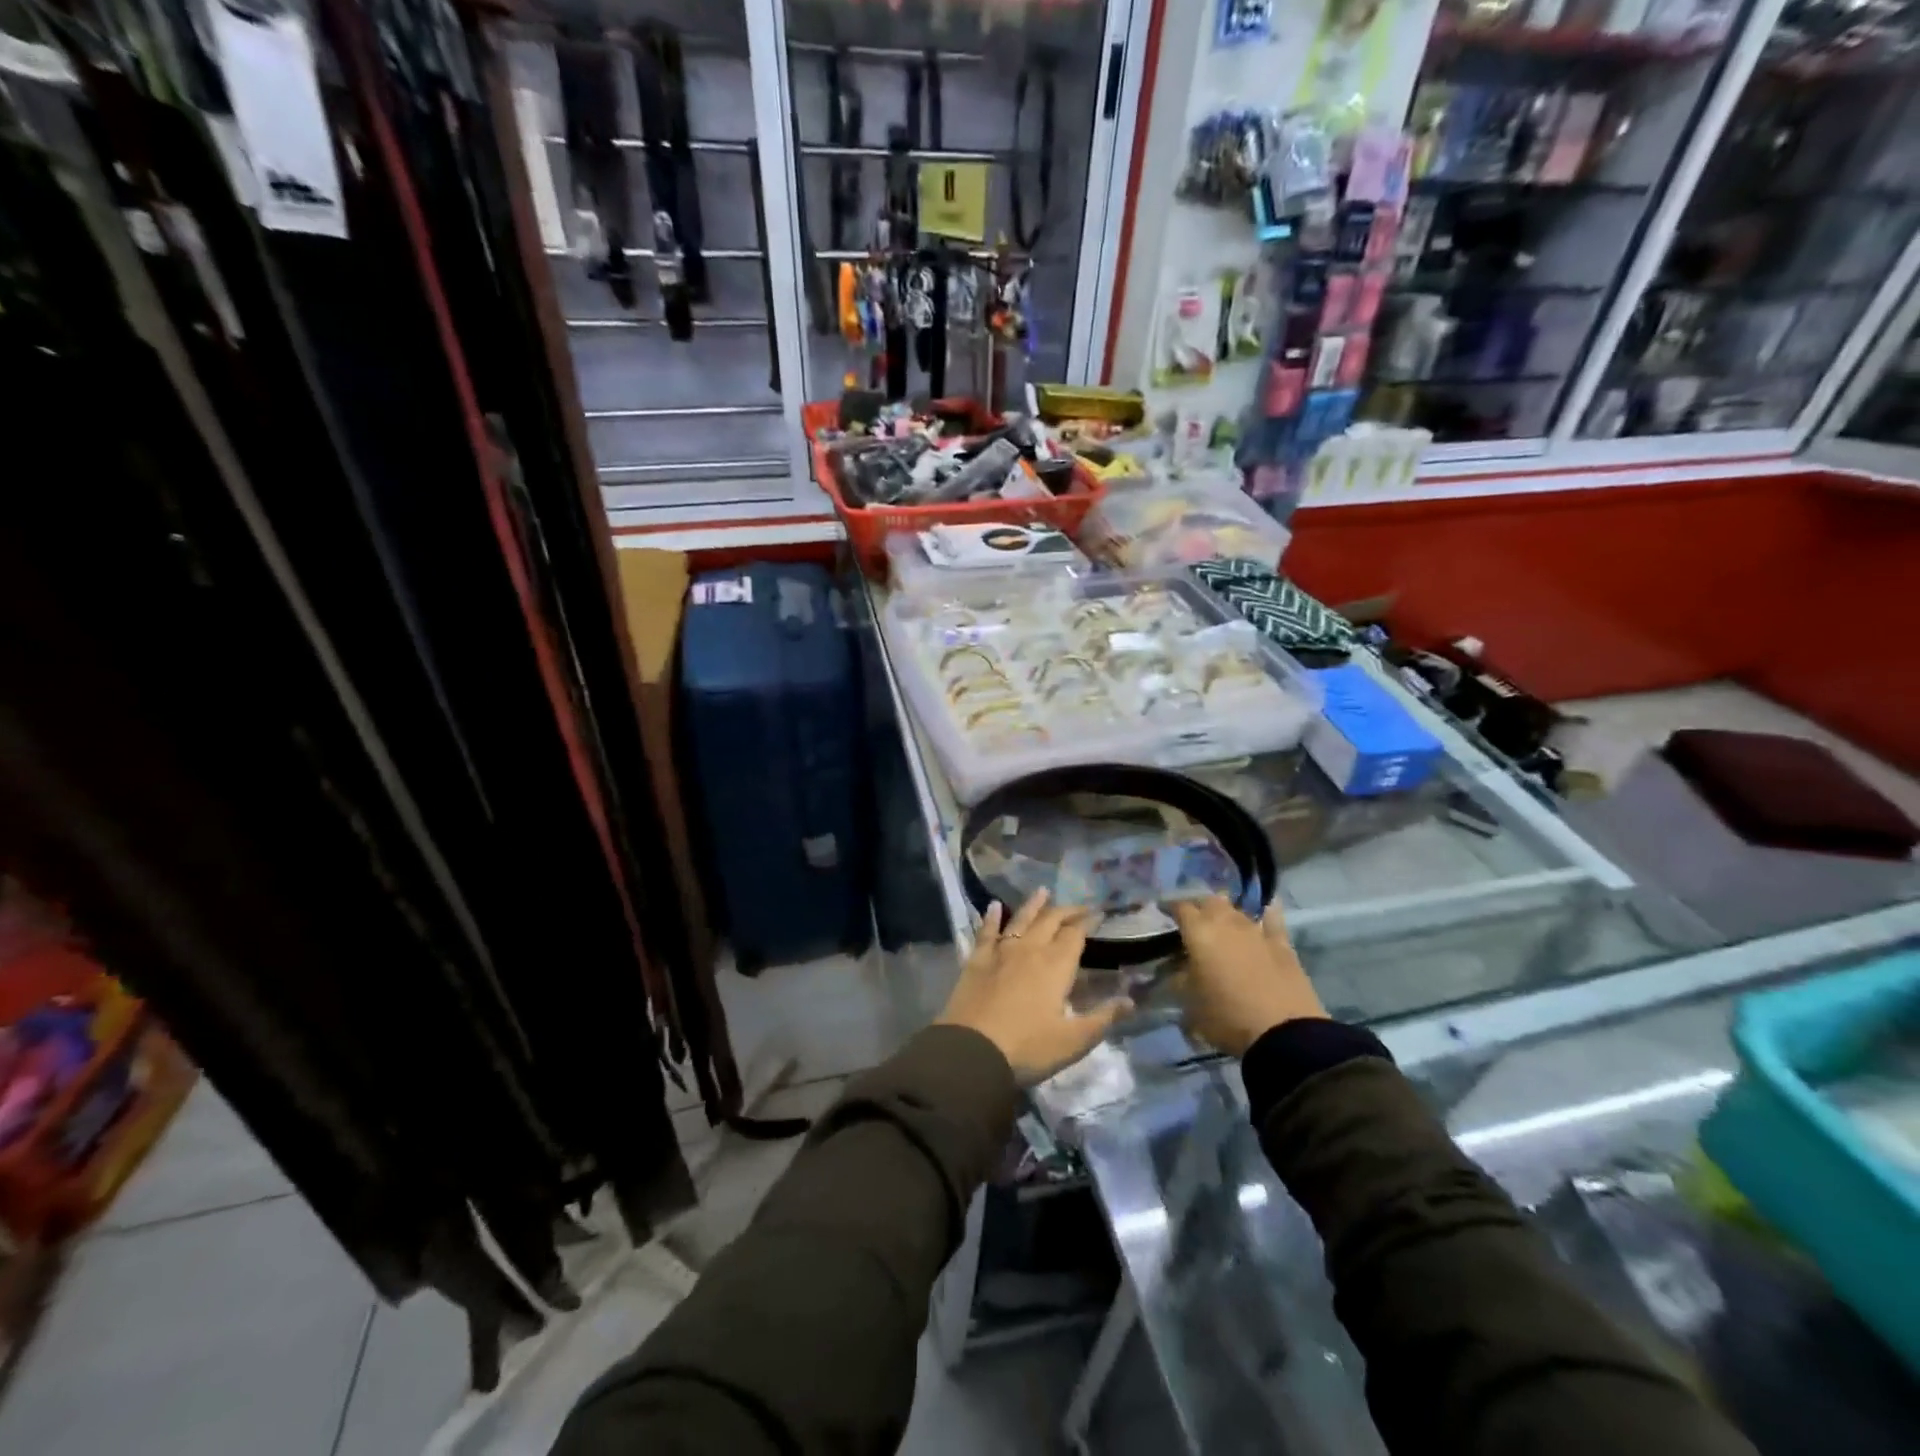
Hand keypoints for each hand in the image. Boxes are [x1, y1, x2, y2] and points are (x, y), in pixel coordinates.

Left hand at [936, 890, 1132, 1084]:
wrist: (972, 1050)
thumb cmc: (1028, 1047)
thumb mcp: (1073, 1040)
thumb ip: (1103, 1017)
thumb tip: (1131, 999)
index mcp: (1056, 965)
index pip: (1076, 934)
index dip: (1088, 922)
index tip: (1098, 914)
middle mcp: (1030, 949)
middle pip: (1051, 920)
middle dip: (1067, 911)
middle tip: (1079, 906)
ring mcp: (1001, 951)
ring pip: (1021, 919)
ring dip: (1034, 904)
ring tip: (1043, 891)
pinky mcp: (977, 960)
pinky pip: (986, 932)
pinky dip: (991, 917)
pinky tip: (994, 906)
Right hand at [1171, 896, 1324, 1056]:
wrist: (1283, 1033)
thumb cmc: (1227, 1017)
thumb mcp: (1189, 1004)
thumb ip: (1178, 980)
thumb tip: (1173, 969)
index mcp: (1199, 932)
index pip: (1180, 907)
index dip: (1170, 908)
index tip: (1163, 913)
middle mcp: (1226, 923)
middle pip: (1209, 901)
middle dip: (1199, 906)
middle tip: (1191, 920)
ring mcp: (1256, 931)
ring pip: (1236, 910)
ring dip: (1226, 912)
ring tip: (1220, 921)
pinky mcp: (1282, 945)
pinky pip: (1272, 920)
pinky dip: (1266, 914)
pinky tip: (1267, 910)